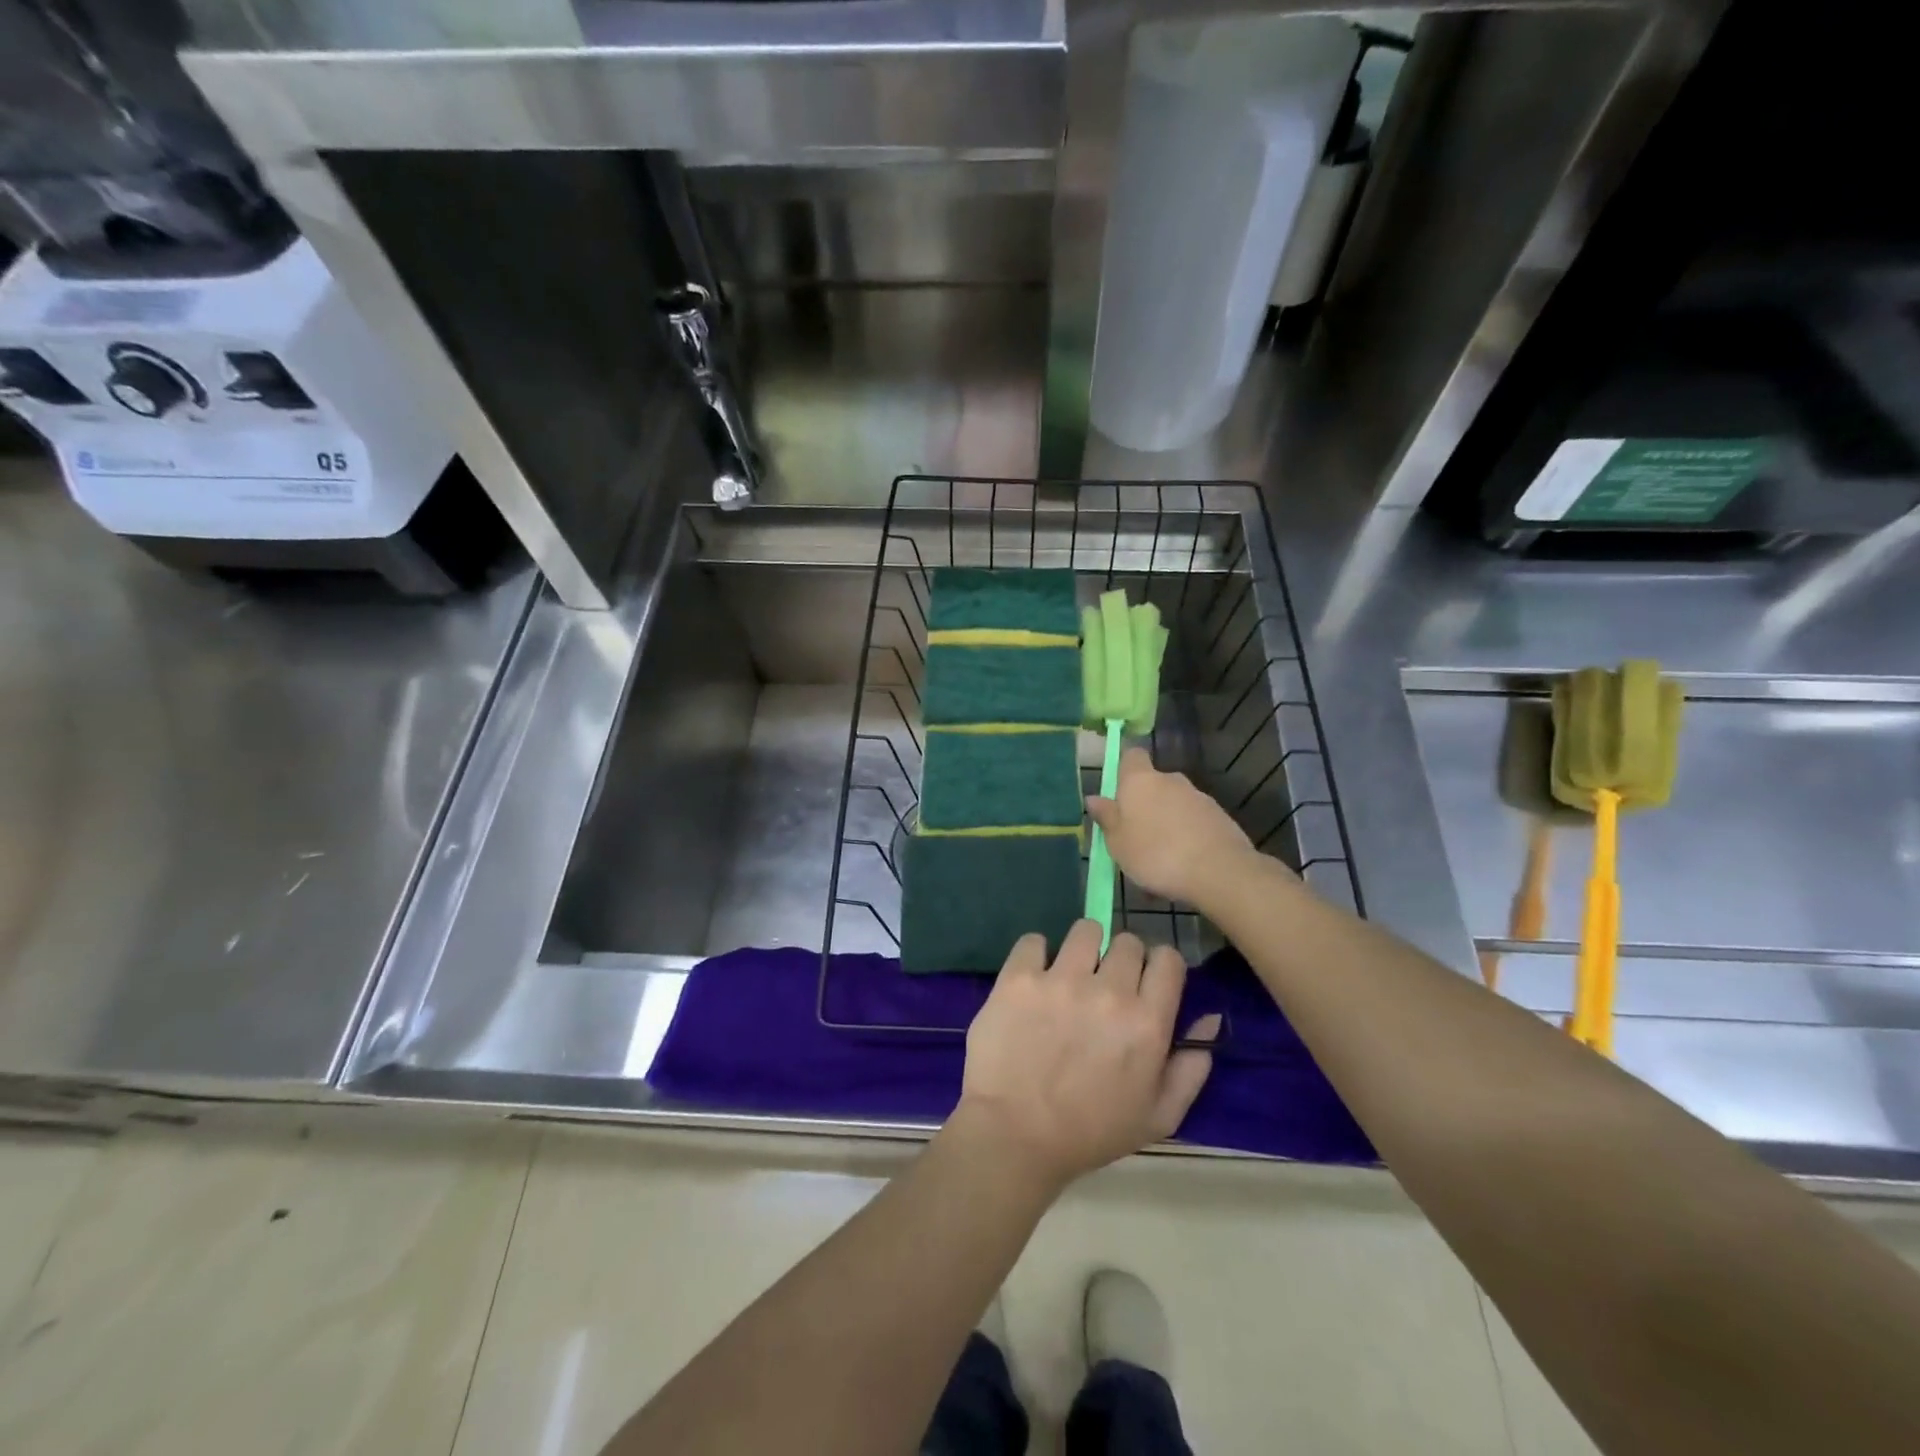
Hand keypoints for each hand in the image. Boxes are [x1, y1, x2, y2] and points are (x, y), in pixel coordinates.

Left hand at [951, 921, 1218, 1191]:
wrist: (1014, 1137)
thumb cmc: (1090, 1133)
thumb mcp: (1157, 1117)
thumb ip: (1190, 1068)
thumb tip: (1210, 1017)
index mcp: (1147, 1023)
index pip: (1168, 958)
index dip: (1158, 967)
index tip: (1144, 982)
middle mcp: (1109, 992)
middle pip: (1128, 941)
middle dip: (1121, 959)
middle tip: (1104, 986)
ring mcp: (1060, 980)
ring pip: (1085, 930)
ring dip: (1083, 949)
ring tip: (1069, 976)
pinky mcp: (1018, 977)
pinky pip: (1033, 940)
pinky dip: (1035, 956)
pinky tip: (1033, 981)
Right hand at [1086, 748, 1260, 909]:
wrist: (1219, 871)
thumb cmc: (1156, 854)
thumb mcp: (1118, 842)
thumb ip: (1106, 818)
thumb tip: (1093, 798)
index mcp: (1140, 781)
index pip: (1131, 756)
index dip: (1123, 770)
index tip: (1117, 794)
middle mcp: (1170, 780)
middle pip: (1153, 784)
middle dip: (1144, 805)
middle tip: (1134, 838)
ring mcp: (1198, 797)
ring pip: (1174, 805)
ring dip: (1166, 824)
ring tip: (1160, 861)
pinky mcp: (1219, 817)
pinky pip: (1193, 822)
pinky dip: (1187, 836)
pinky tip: (1184, 866)